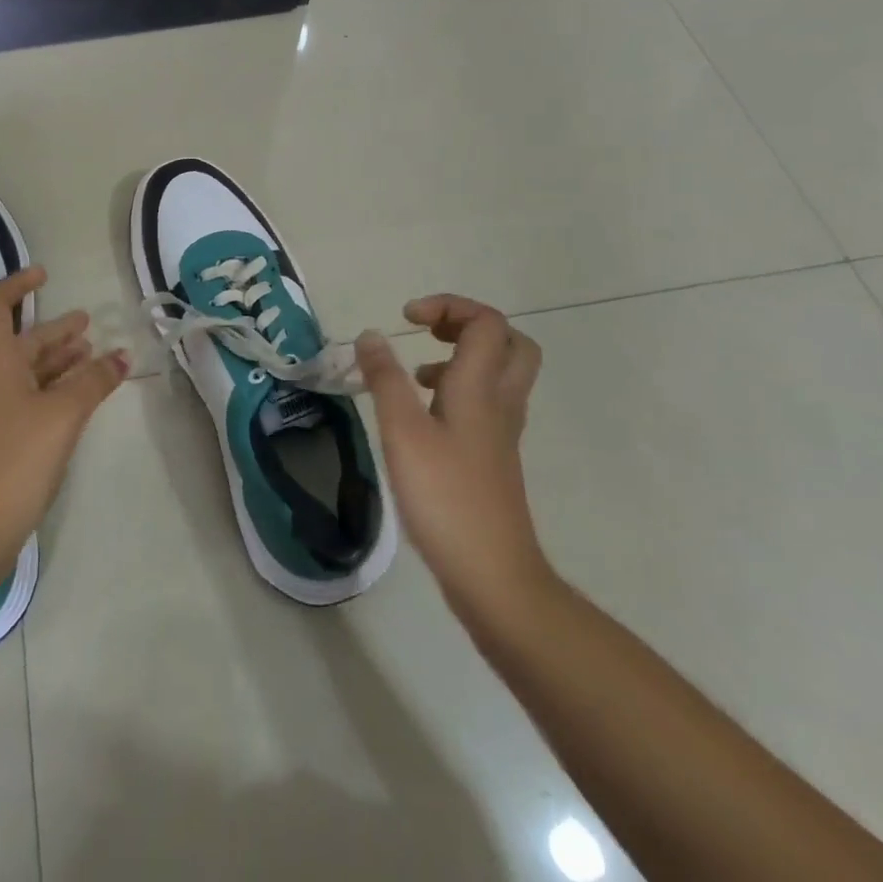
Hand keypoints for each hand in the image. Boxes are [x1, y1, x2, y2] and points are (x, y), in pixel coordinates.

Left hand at [0, 267, 128, 576]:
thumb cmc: (15, 459)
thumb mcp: (62, 415)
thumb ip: (94, 381)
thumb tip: (122, 356)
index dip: (17, 286)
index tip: (44, 275)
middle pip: (20, 343)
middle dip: (54, 332)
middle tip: (88, 324)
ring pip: (24, 372)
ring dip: (57, 361)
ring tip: (91, 356)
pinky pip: (24, 397)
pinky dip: (50, 389)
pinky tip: (75, 398)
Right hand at [356, 296, 551, 627]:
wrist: (494, 576)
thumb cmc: (445, 498)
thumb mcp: (403, 432)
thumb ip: (386, 379)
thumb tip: (371, 334)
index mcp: (481, 388)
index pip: (487, 323)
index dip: (449, 306)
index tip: (407, 319)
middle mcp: (500, 403)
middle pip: (510, 343)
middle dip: (469, 325)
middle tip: (429, 333)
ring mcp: (501, 433)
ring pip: (501, 374)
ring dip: (463, 357)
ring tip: (417, 374)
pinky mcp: (493, 457)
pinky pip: (486, 403)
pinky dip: (459, 390)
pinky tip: (423, 415)